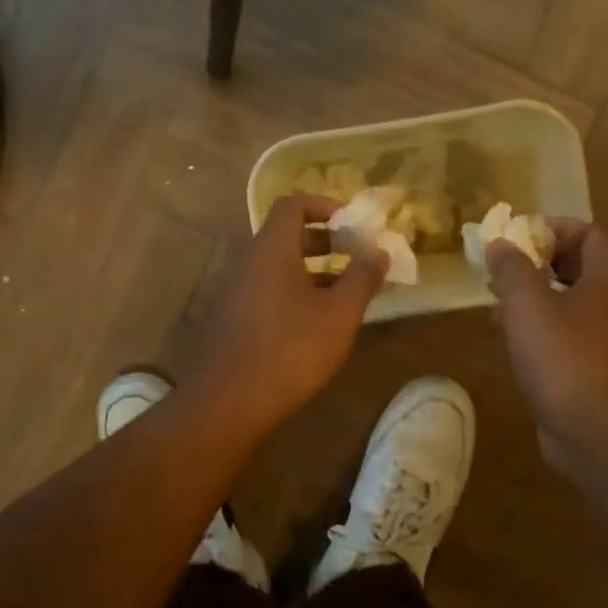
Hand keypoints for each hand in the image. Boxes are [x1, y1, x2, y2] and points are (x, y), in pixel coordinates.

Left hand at [187, 194, 386, 441]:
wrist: (228, 403)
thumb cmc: (291, 350)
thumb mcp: (339, 314)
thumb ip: (362, 277)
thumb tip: (379, 251)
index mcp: (271, 249)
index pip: (292, 204)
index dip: (324, 205)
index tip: (352, 223)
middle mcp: (248, 262)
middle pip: (285, 234)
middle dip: (324, 240)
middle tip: (355, 255)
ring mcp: (235, 291)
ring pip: (277, 266)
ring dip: (312, 269)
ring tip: (345, 291)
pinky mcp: (232, 319)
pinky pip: (267, 289)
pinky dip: (295, 291)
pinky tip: (317, 322)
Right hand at [486, 220, 607, 442]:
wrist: (596, 431)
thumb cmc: (563, 356)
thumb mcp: (527, 303)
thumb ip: (511, 268)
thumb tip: (500, 244)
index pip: (589, 234)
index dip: (554, 229)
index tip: (518, 239)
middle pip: (581, 267)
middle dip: (539, 263)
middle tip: (504, 270)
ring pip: (573, 303)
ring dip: (537, 296)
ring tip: (499, 304)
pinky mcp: (598, 370)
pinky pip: (570, 334)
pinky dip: (543, 327)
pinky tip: (514, 340)